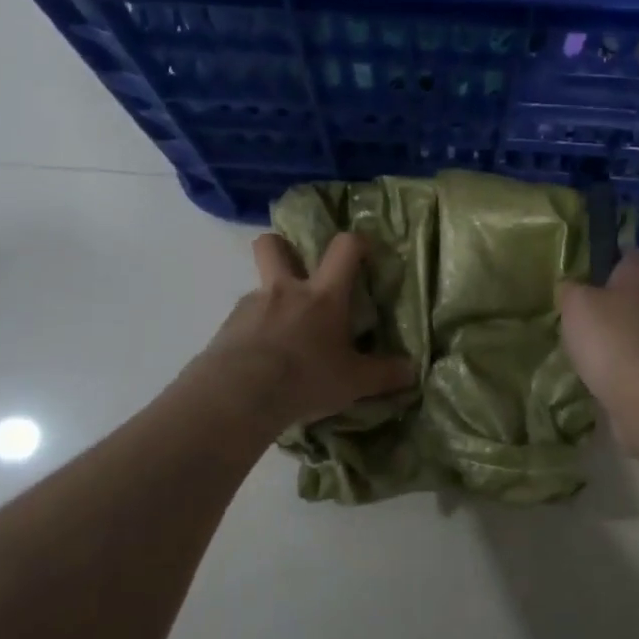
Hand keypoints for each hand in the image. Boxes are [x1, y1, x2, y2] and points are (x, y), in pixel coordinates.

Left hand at [194, 232, 416, 430]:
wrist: (238, 396)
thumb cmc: (305, 379)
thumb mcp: (353, 383)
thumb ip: (383, 374)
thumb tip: (412, 371)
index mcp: (323, 295)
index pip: (344, 248)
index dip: (356, 242)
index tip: (363, 252)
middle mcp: (285, 290)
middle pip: (273, 245)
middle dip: (282, 247)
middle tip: (295, 270)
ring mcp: (251, 305)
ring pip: (258, 287)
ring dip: (270, 302)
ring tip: (280, 338)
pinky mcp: (226, 327)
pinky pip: (242, 320)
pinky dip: (252, 332)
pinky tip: (257, 361)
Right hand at [558, 251, 638, 433]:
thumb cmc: (610, 338)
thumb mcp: (575, 302)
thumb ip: (571, 288)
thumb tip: (573, 287)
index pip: (628, 253)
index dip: (605, 257)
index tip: (581, 271)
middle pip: (632, 290)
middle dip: (606, 298)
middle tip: (576, 309)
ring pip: (635, 323)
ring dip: (613, 330)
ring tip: (583, 342)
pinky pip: (637, 352)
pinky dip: (620, 357)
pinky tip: (598, 368)